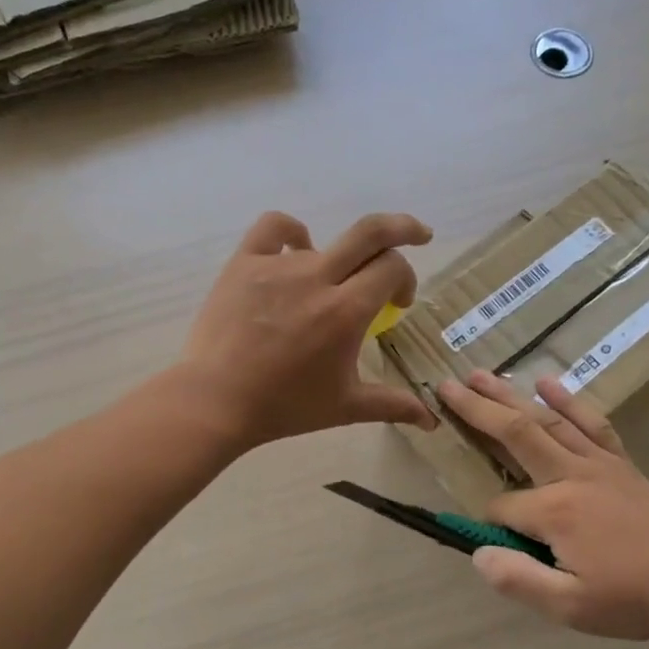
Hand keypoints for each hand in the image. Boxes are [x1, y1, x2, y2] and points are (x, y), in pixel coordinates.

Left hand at [180, 211, 440, 449]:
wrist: (217, 402)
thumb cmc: (285, 406)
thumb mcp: (345, 407)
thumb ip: (392, 405)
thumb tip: (432, 420)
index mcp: (347, 311)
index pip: (392, 268)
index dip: (405, 280)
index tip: (399, 303)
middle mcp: (317, 278)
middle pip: (371, 233)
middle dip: (403, 228)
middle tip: (420, 235)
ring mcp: (278, 266)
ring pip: (325, 242)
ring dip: (341, 259)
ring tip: (331, 285)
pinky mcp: (244, 263)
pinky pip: (275, 228)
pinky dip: (292, 232)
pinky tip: (297, 247)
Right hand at [437, 371, 648, 642]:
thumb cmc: (633, 599)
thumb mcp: (569, 606)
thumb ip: (517, 579)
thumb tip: (477, 552)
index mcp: (554, 511)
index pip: (502, 506)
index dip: (490, 522)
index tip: (496, 544)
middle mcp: (571, 475)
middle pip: (515, 434)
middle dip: (477, 410)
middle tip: (445, 385)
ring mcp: (599, 464)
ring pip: (547, 420)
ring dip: (511, 395)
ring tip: (482, 373)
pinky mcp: (621, 463)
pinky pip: (591, 423)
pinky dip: (568, 401)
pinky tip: (548, 384)